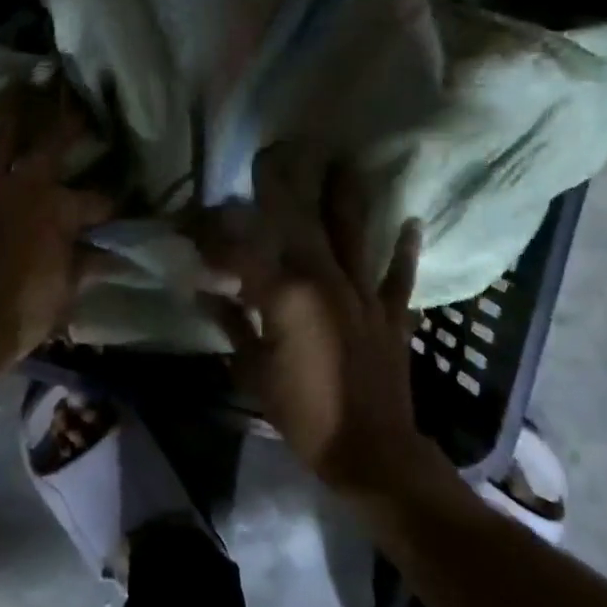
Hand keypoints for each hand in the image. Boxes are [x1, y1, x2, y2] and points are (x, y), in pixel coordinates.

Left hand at [0, 82, 113, 379]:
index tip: (120, 207)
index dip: (110, 205)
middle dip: (68, 126)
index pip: (96, 201)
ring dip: (7, 116)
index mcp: (60, 210)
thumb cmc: (24, 312)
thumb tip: (117, 254)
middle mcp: (25, 187)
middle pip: (52, 148)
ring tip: (12, 87)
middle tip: (78, 106)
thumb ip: (89, 263)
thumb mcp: (67, 289)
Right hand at [193, 144, 459, 502]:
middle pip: (301, 224)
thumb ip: (231, 324)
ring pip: (353, 235)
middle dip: (283, 187)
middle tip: (273, 154)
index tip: (194, 221)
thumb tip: (202, 292)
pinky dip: (404, 249)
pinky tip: (411, 221)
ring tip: (345, 163)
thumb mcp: (252, 371)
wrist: (372, 452)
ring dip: (346, 198)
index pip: (240, 254)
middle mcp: (325, 281)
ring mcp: (363, 294)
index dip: (213, 236)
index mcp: (285, 296)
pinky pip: (399, 276)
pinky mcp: (392, 313)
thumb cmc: (303, 414)